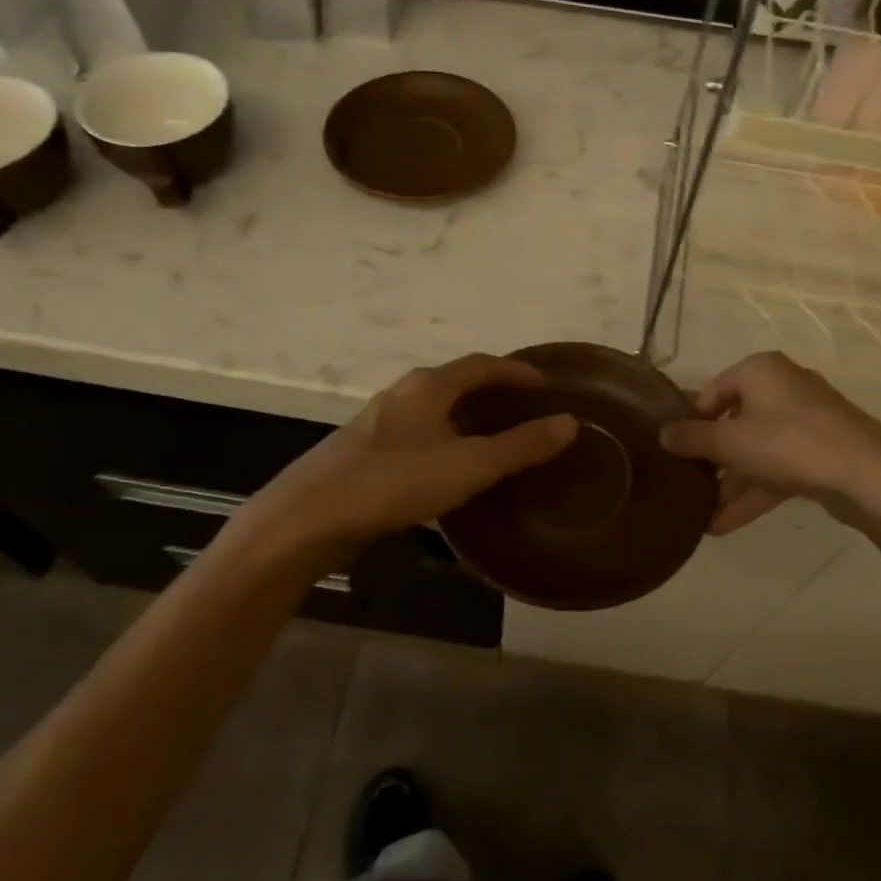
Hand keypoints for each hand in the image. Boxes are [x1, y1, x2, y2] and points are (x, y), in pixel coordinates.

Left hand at [254, 354, 576, 544]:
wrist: (310, 516)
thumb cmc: (395, 482)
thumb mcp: (468, 465)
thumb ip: (520, 445)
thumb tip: (569, 422)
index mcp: (429, 386)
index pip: (482, 364)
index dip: (515, 371)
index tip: (544, 383)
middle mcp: (403, 393)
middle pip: (456, 382)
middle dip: (491, 391)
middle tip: (524, 410)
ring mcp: (380, 422)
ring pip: (434, 410)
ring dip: (466, 417)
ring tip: (493, 439)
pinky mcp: (365, 450)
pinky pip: (418, 434)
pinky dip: (444, 440)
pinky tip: (449, 470)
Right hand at [659, 352, 880, 536]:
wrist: (869, 475)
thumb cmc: (790, 443)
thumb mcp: (731, 441)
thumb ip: (691, 438)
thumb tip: (662, 434)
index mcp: (760, 371)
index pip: (712, 391)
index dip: (691, 421)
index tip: (675, 451)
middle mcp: (782, 388)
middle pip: (734, 422)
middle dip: (711, 459)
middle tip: (686, 484)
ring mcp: (805, 422)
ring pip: (756, 451)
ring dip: (730, 484)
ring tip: (700, 515)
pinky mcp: (820, 453)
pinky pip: (776, 469)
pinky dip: (753, 492)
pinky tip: (724, 524)